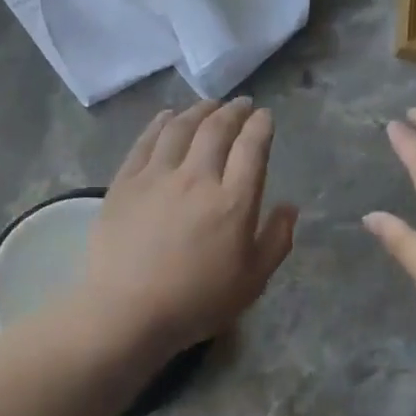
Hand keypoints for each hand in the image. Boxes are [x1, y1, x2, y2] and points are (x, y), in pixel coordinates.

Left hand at [78, 99, 297, 358]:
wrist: (126, 312)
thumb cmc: (196, 302)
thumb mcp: (252, 282)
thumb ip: (276, 240)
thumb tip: (289, 206)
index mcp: (233, 201)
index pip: (252, 148)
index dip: (261, 126)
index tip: (265, 116)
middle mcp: (197, 177)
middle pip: (217, 129)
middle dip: (233, 111)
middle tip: (241, 103)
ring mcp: (157, 175)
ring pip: (181, 127)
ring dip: (199, 110)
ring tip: (209, 105)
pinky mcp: (125, 181)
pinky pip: (146, 140)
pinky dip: (161, 122)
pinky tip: (167, 116)